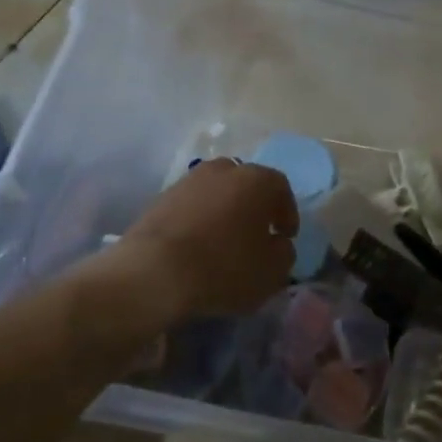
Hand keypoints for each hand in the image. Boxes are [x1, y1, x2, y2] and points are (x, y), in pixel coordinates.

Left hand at [119, 159, 298, 321]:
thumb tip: (278, 244)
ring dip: (225, 211)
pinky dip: (199, 219)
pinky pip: (192, 205)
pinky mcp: (161, 197)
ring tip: (223, 240)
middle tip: (256, 234)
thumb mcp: (271, 272)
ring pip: (217, 192)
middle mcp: (224, 169)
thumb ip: (284, 253)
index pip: (281, 188)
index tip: (285, 237)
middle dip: (254, 207)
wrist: (153, 271)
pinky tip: (196, 245)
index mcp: (257, 180)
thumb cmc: (224, 268)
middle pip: (247, 184)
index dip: (287, 213)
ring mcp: (189, 180)